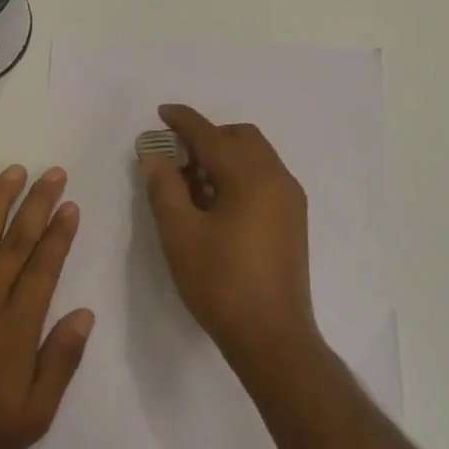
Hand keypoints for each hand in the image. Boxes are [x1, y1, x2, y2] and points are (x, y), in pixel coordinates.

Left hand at [0, 165, 92, 448]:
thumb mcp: (34, 415)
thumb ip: (61, 361)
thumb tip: (85, 313)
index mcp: (17, 324)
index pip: (45, 265)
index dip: (59, 232)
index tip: (70, 205)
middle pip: (17, 239)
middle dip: (38, 203)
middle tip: (52, 173)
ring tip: (14, 172)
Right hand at [141, 105, 320, 372]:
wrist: (271, 336)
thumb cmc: (220, 282)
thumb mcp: (180, 233)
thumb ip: (164, 186)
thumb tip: (155, 154)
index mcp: (251, 176)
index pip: (211, 135)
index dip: (183, 121)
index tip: (161, 112)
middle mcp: (277, 178)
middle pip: (241, 138)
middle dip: (206, 138)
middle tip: (174, 155)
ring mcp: (290, 200)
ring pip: (255, 158)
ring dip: (223, 158)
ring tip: (189, 183)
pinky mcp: (293, 221)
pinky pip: (264, 180)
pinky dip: (238, 177)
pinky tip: (215, 205)